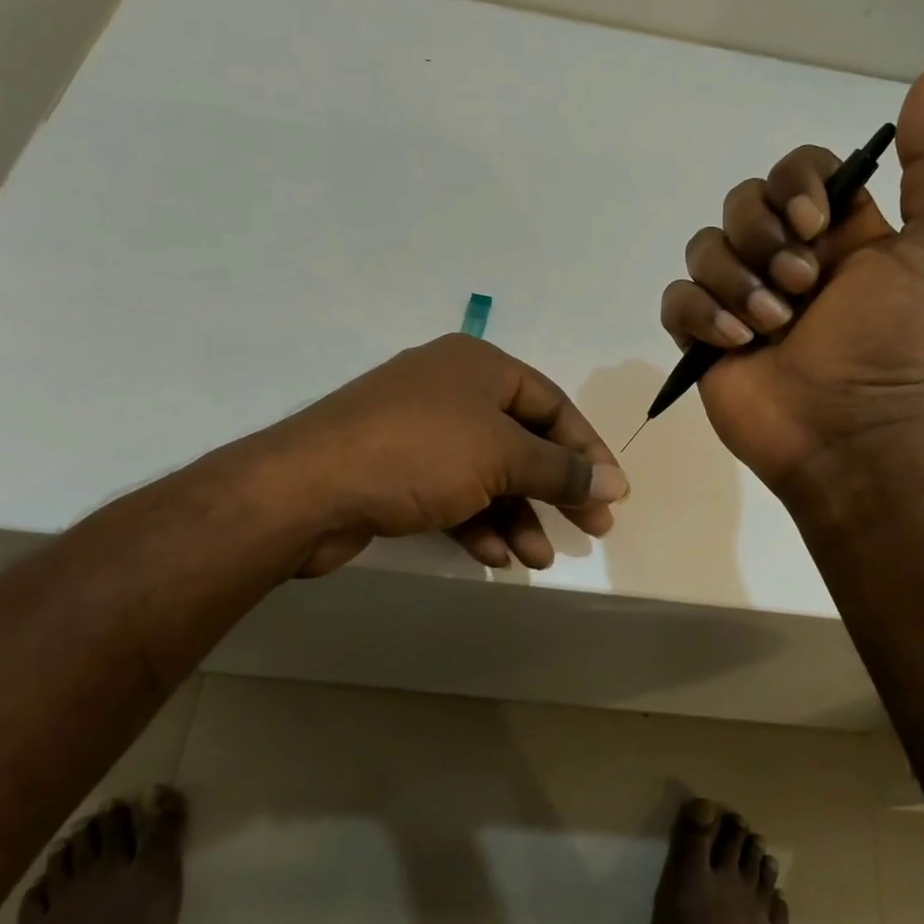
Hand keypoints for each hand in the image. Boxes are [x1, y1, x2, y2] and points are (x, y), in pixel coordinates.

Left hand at [265, 334, 627, 576]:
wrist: (307, 488)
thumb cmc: (419, 453)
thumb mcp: (502, 457)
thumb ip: (561, 470)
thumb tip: (615, 483)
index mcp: (478, 365)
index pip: (552, 404)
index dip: (586, 450)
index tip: (612, 493)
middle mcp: (450, 391)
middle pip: (521, 441)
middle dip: (555, 489)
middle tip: (591, 530)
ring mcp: (419, 432)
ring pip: (487, 474)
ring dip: (517, 515)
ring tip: (537, 558)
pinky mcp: (395, 471)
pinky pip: (452, 494)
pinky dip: (477, 522)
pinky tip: (495, 555)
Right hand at [659, 69, 923, 491]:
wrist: (851, 431)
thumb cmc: (900, 342)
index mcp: (837, 232)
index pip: (796, 169)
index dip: (796, 184)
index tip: (816, 223)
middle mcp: (785, 256)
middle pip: (742, 201)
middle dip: (764, 239)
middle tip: (800, 288)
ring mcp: (739, 297)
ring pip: (704, 247)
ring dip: (737, 283)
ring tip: (772, 327)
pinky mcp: (703, 335)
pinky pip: (676, 298)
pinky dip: (701, 314)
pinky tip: (736, 343)